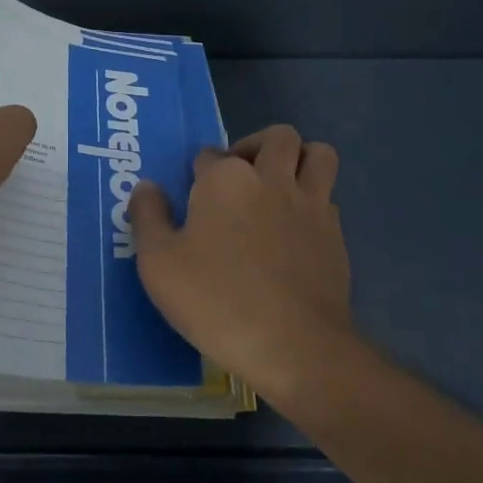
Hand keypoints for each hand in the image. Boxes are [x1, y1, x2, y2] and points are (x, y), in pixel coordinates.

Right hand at [129, 126, 353, 392]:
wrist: (294, 345)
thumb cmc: (216, 300)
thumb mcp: (159, 264)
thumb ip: (148, 217)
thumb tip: (146, 187)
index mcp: (226, 179)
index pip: (209, 155)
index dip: (199, 175)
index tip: (192, 202)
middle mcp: (272, 178)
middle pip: (275, 137)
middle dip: (256, 147)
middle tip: (240, 179)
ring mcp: (310, 203)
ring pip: (317, 154)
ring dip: (298, 159)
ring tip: (278, 186)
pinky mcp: (335, 233)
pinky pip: (328, 197)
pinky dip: (314, 201)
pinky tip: (296, 229)